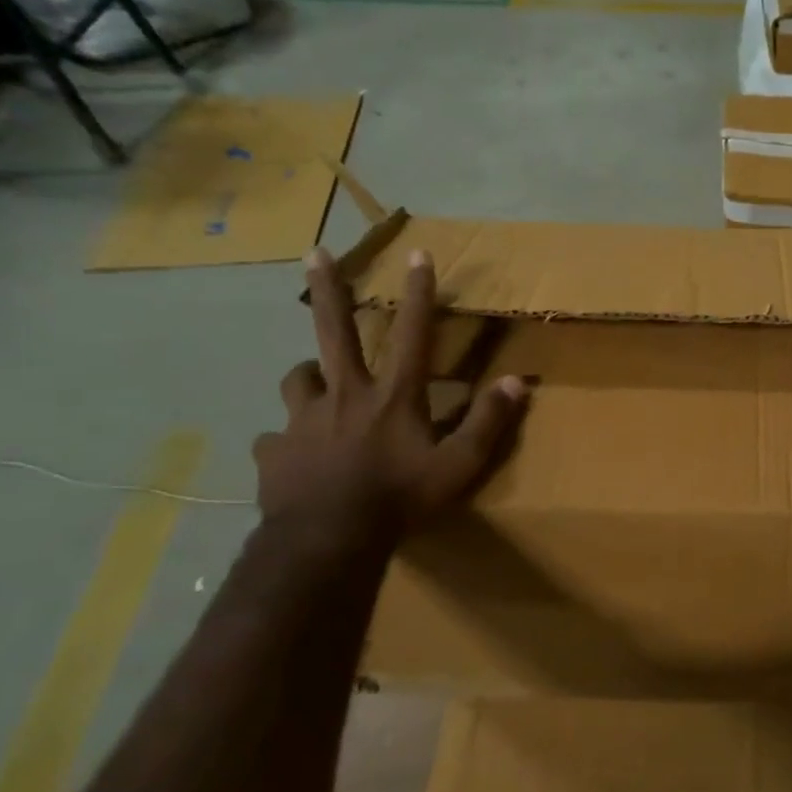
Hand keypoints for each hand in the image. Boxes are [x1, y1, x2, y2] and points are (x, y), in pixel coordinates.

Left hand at [252, 247, 530, 541]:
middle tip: (314, 252)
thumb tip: (516, 381)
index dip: (419, 293)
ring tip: (314, 379)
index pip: (414, 334)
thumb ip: (488, 422)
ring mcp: (303, 420)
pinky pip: (276, 437)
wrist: (329, 539)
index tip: (417, 253)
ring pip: (298, 378)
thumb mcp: (459, 465)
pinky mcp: (274, 450)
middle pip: (333, 330)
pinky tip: (291, 454)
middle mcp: (346, 395)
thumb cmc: (401, 499)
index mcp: (394, 396)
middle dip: (327, 288)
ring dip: (308, 373)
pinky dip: (286, 440)